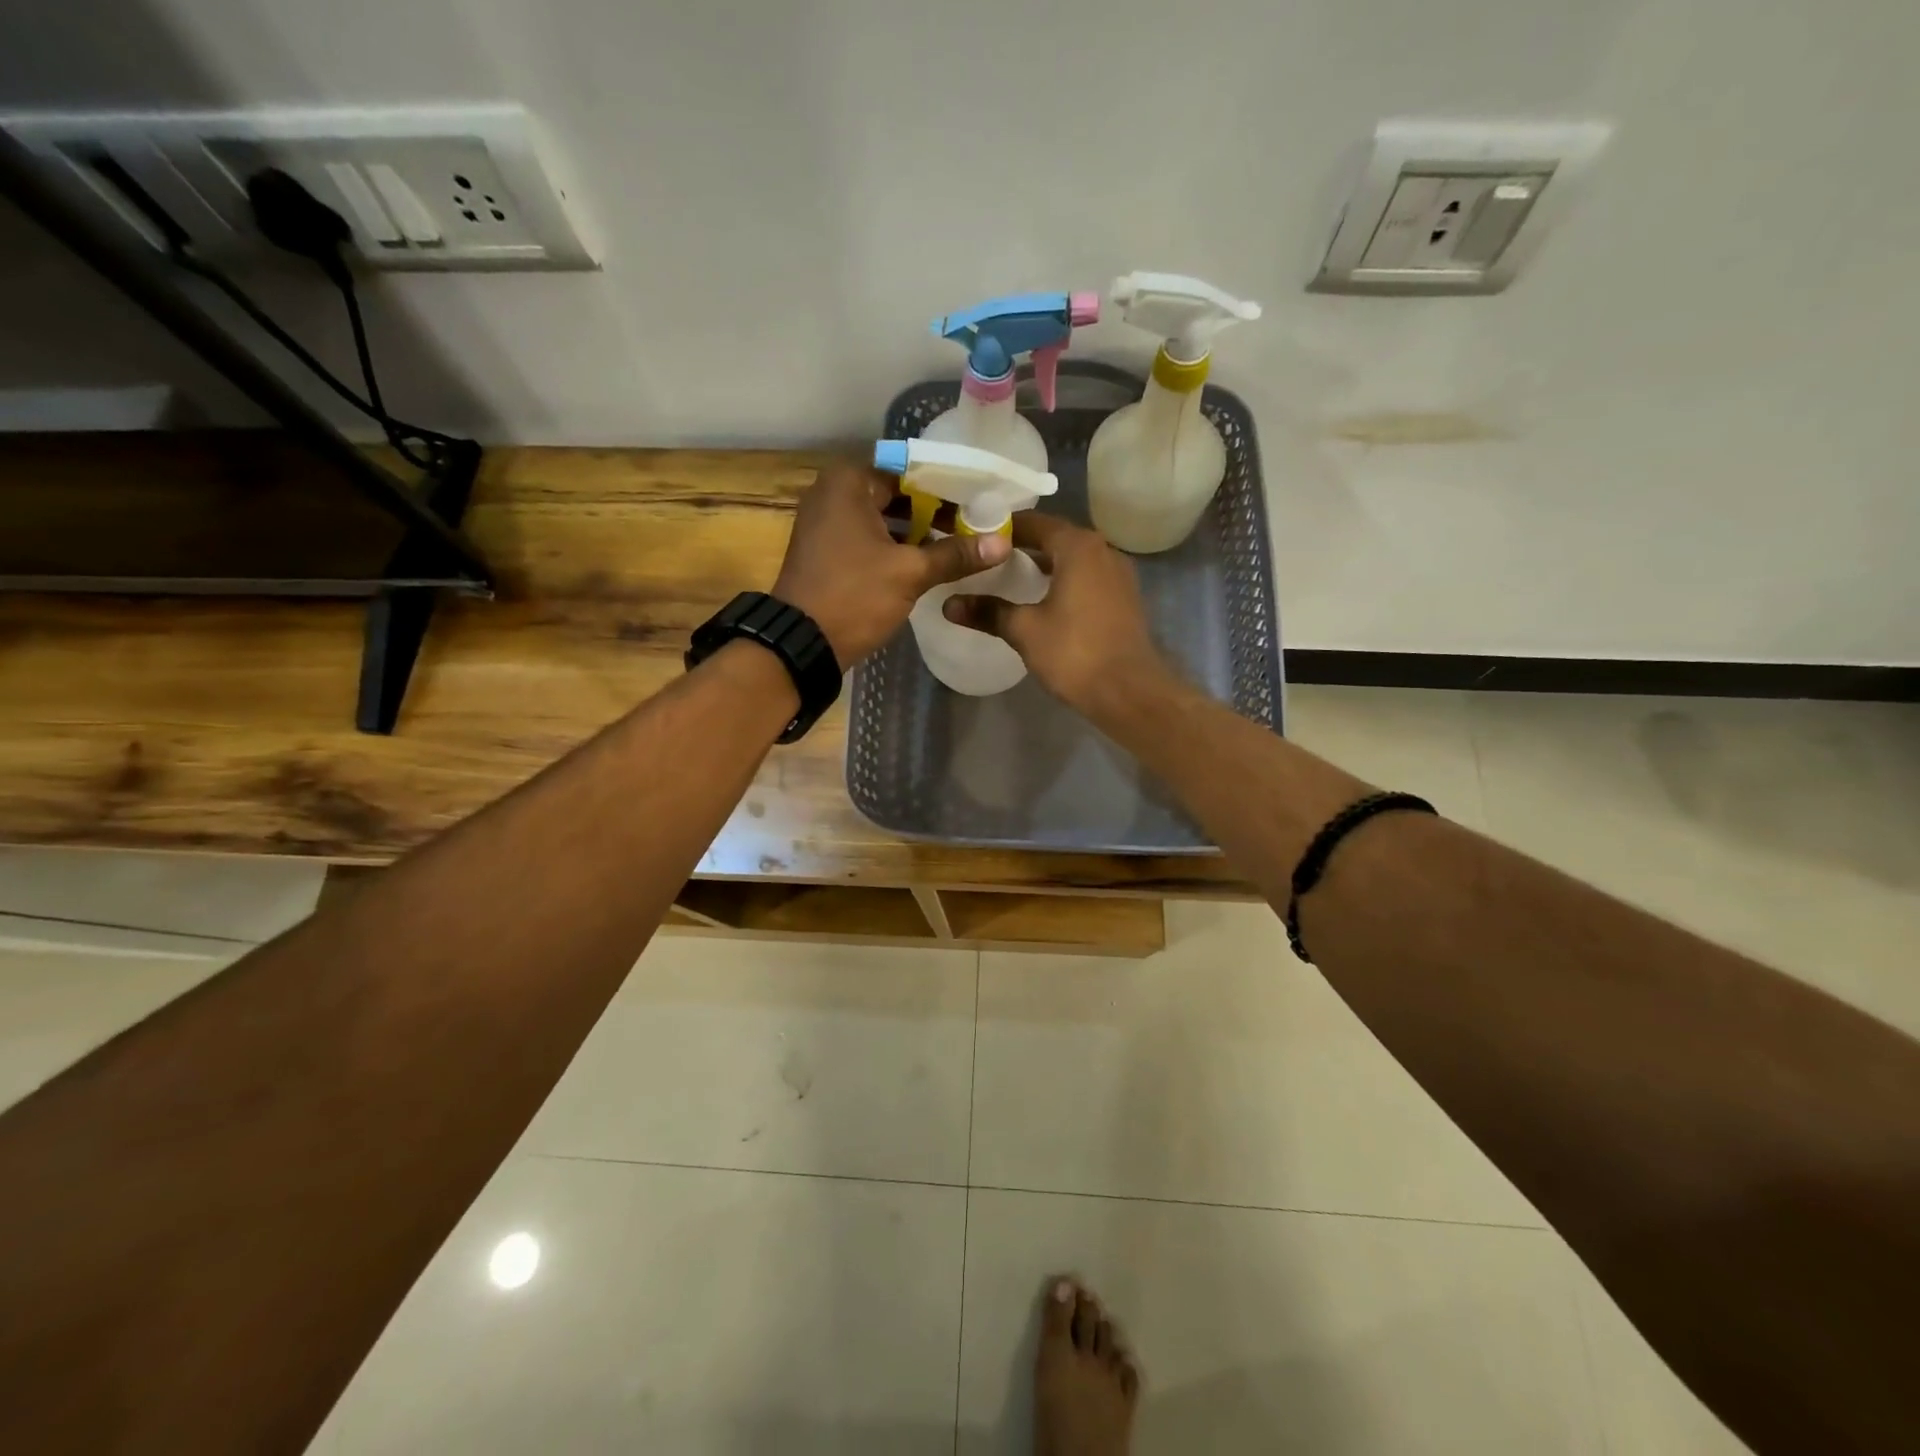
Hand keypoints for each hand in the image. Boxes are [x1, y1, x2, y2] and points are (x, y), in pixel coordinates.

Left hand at [773, 459, 1009, 666]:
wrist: (801, 643)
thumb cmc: (854, 596)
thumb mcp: (910, 573)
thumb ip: (955, 554)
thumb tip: (1002, 543)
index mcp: (848, 483)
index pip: (909, 470)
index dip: (946, 485)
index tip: (979, 500)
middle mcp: (832, 493)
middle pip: (896, 493)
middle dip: (934, 510)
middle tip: (975, 523)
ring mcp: (826, 523)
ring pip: (883, 518)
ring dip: (917, 531)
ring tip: (959, 544)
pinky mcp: (827, 551)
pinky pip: (869, 537)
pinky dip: (895, 546)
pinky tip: (927, 561)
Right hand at [942, 513, 1174, 714]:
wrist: (1130, 692)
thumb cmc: (1075, 652)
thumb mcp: (1025, 630)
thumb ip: (988, 612)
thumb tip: (949, 604)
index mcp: (1078, 547)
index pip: (1035, 522)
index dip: (1003, 528)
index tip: (975, 537)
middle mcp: (1103, 550)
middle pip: (1056, 538)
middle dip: (1023, 546)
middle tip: (987, 559)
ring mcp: (1118, 574)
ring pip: (1073, 559)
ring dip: (1045, 565)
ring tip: (1010, 579)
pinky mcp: (1124, 599)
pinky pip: (1087, 578)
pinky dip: (1064, 581)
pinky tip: (1043, 601)